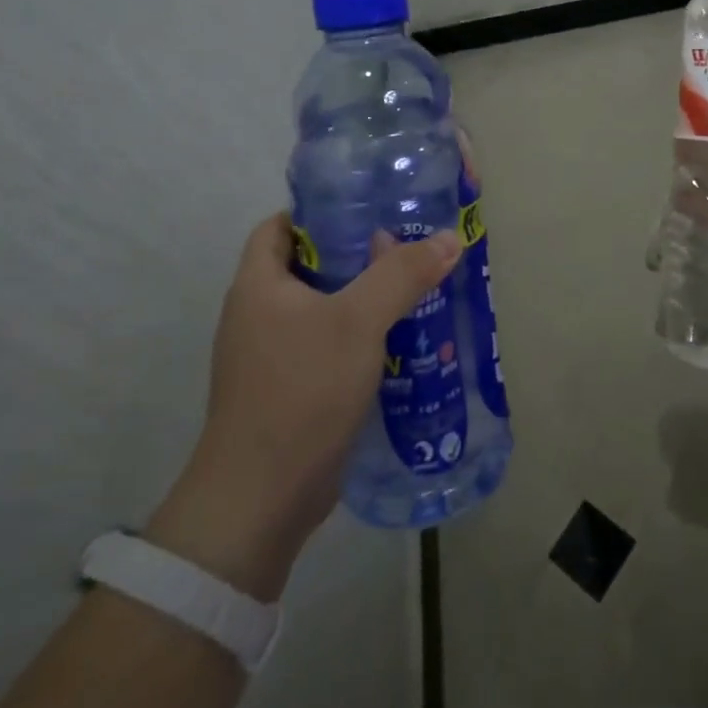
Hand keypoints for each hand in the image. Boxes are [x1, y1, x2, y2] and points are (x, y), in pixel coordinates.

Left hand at [147, 214, 460, 600]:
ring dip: (367, 300)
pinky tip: (404, 342)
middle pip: (310, 266)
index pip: (281, 226)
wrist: (261, 498)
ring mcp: (273, 357)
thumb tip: (449, 237)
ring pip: (326, 310)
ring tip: (418, 289)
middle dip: (359, 255)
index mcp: (258, 285)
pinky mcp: (292, 391)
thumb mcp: (358, 321)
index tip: (371, 208)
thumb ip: (402, 274)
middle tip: (410, 248)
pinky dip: (363, 338)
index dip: (321, 212)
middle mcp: (259, 315)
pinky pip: (331, 347)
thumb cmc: (301, 390)